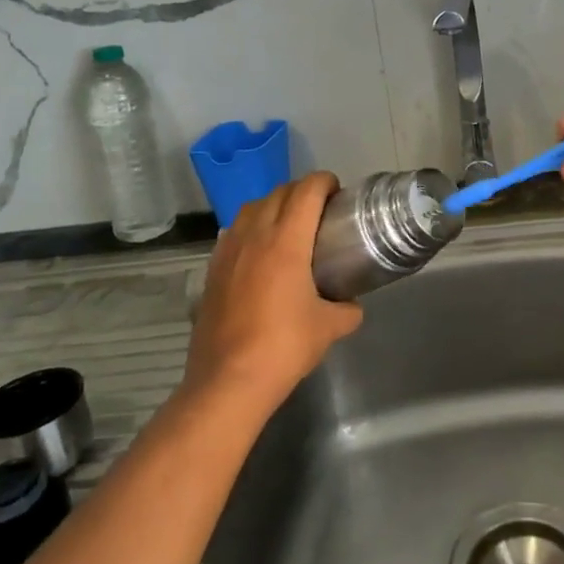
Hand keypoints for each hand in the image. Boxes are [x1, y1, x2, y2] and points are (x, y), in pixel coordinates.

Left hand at [183, 172, 362, 417]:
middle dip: (302, 191)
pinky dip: (251, 228)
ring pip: (251, 207)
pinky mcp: (212, 269)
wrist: (229, 380)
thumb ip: (347, 309)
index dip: (324, 182)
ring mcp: (228, 250)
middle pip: (279, 192)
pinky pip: (234, 232)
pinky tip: (260, 252)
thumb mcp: (329, 328)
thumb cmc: (284, 346)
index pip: (306, 190)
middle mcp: (255, 235)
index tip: (338, 193)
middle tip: (321, 210)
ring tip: (289, 225)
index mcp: (286, 241)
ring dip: (273, 205)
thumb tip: (352, 305)